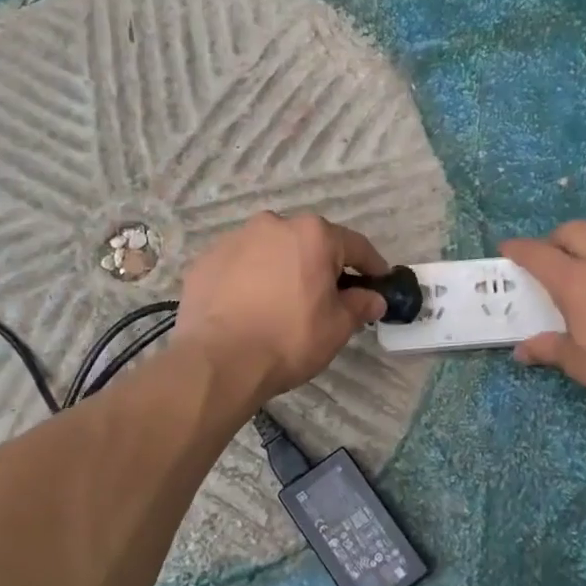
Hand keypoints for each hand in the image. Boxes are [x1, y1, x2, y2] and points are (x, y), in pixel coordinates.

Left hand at [174, 212, 388, 400]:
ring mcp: (234, 240)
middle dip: (322, 267)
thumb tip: (374, 298)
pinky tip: (250, 308)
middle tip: (328, 298)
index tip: (380, 281)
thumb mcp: (337, 327)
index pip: (355, 246)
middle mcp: (273, 225)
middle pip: (309, 244)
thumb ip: (359, 305)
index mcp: (312, 235)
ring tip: (283, 304)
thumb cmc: (289, 339)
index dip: (372, 266)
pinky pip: (240, 267)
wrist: (218, 361)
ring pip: (271, 252)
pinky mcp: (205, 261)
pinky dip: (250, 281)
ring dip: (283, 270)